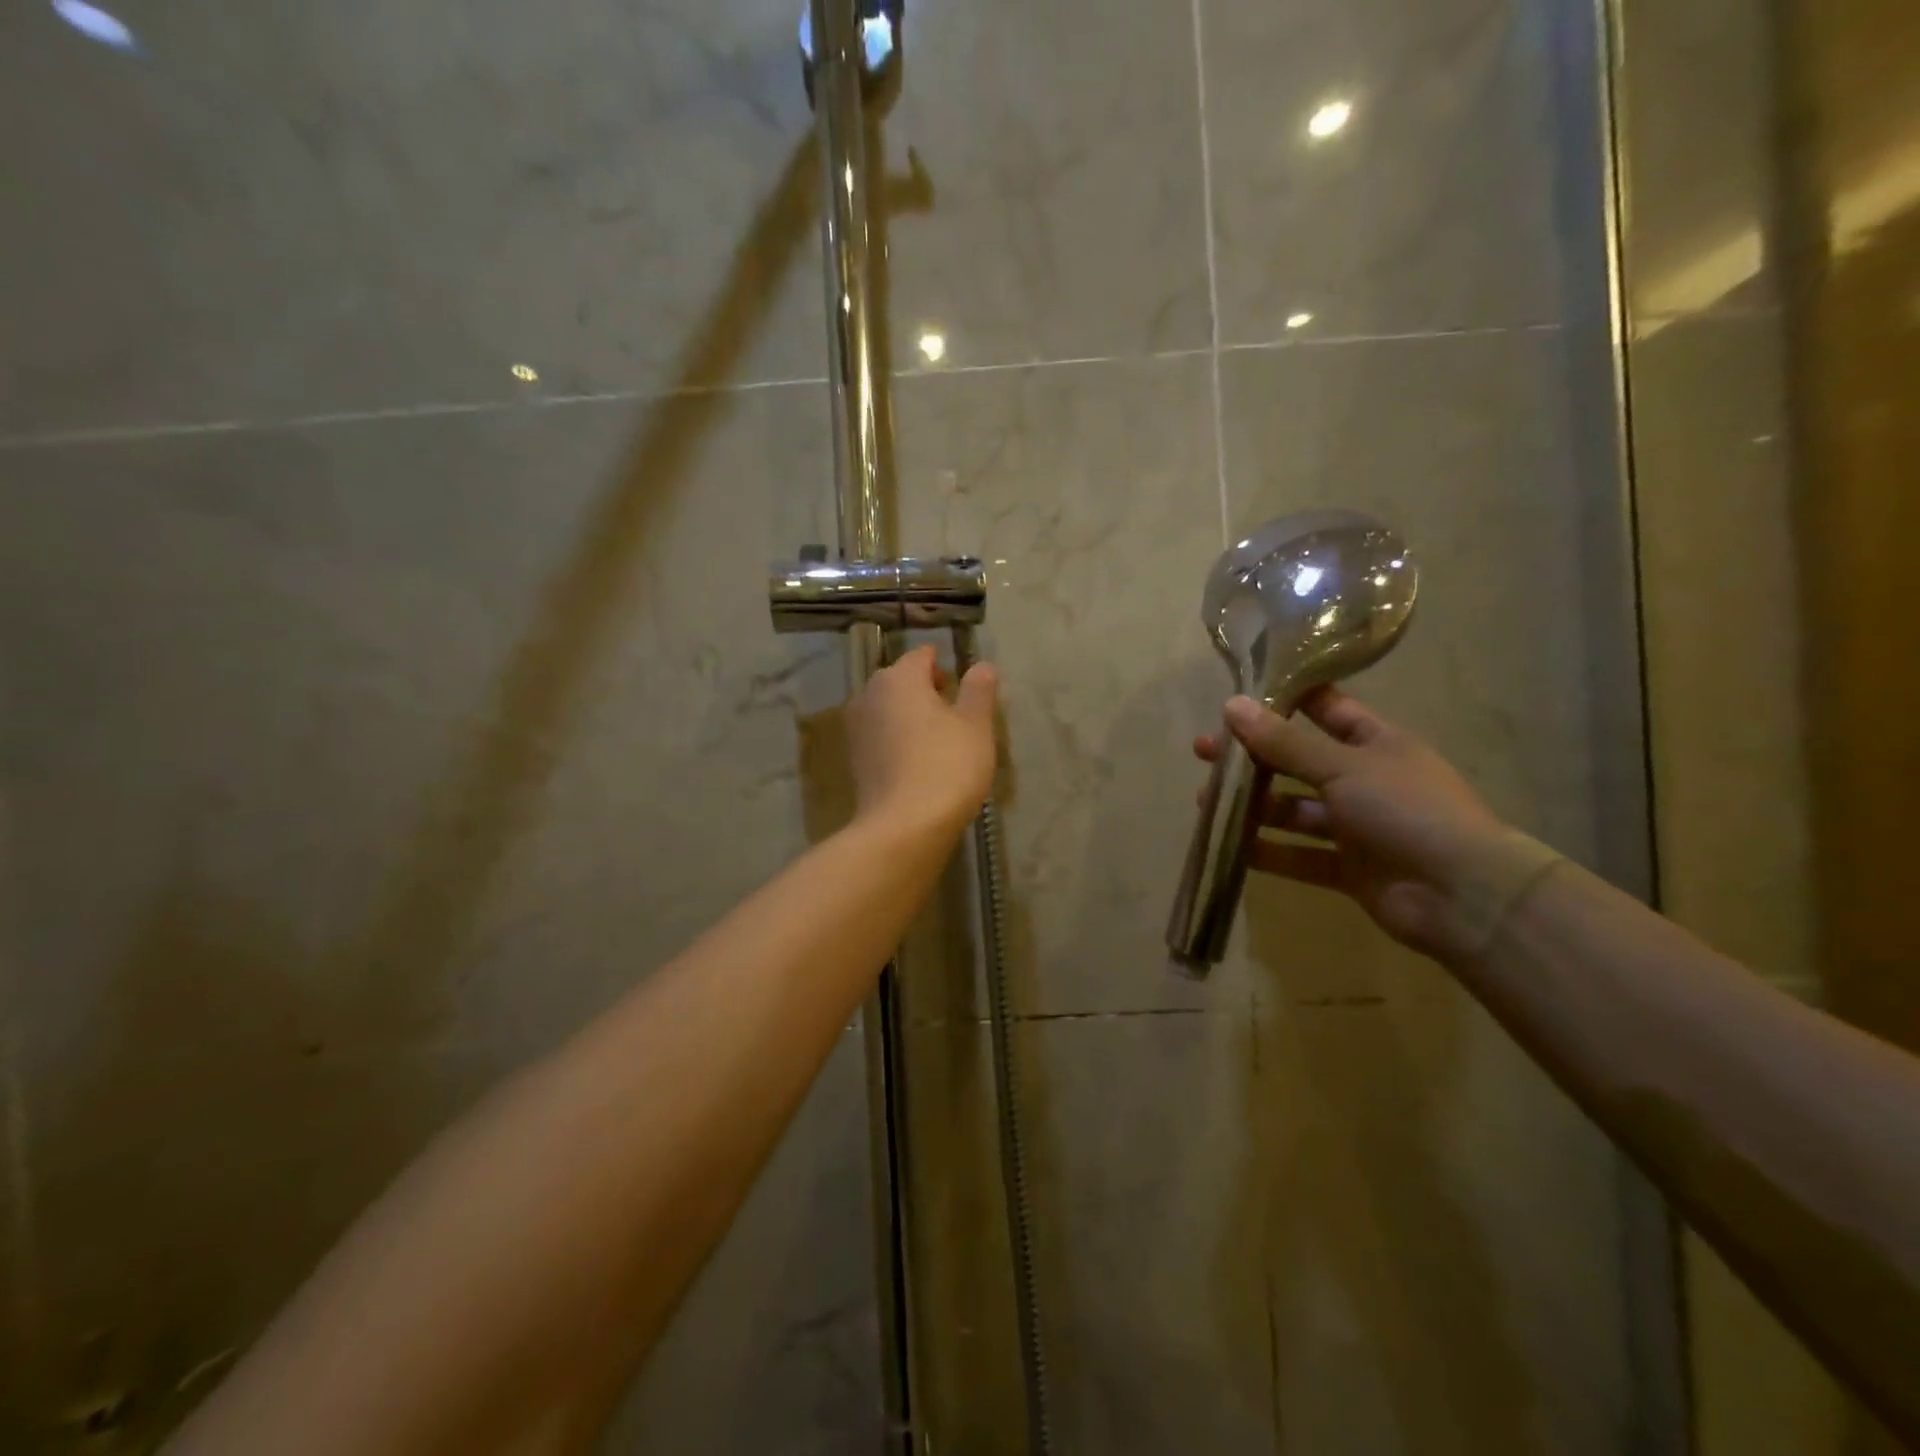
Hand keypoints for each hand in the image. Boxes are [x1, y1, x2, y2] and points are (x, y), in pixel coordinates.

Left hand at [847, 646, 998, 838]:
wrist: (903, 827)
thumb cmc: (946, 766)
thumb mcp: (975, 726)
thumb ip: (978, 690)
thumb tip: (980, 665)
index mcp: (898, 678)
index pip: (922, 656)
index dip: (943, 665)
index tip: (962, 683)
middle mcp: (869, 695)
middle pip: (901, 681)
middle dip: (926, 690)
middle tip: (956, 713)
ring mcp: (856, 729)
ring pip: (889, 710)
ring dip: (910, 717)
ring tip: (940, 740)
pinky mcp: (855, 760)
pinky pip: (881, 737)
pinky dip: (898, 741)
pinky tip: (919, 762)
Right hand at [1196, 689, 1507, 958]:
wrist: (1464, 897)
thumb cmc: (1407, 811)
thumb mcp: (1343, 767)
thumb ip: (1285, 741)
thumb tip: (1233, 705)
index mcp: (1376, 743)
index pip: (1326, 709)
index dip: (1286, 700)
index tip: (1240, 696)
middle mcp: (1364, 780)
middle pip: (1298, 761)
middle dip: (1253, 757)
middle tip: (1204, 752)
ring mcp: (1357, 827)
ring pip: (1294, 810)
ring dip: (1253, 806)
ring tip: (1206, 802)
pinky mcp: (1348, 869)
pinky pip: (1299, 855)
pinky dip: (1268, 852)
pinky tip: (1229, 847)